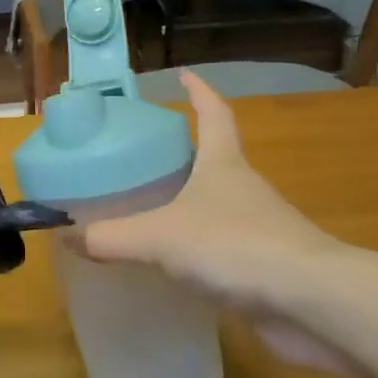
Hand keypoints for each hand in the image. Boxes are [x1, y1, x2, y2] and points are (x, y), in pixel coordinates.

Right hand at [82, 70, 359, 372]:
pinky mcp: (263, 267)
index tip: (182, 75)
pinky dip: (198, 249)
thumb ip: (111, 237)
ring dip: (189, 204)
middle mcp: (243, 188)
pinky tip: (173, 266)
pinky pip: (222, 248)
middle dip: (183, 153)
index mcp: (223, 163)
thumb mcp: (161, 237)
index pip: (213, 112)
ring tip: (147, 210)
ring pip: (217, 206)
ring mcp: (259, 228)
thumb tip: (65, 236)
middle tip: (142, 155)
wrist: (313, 302)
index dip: (198, 91)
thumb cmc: (236, 246)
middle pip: (214, 158)